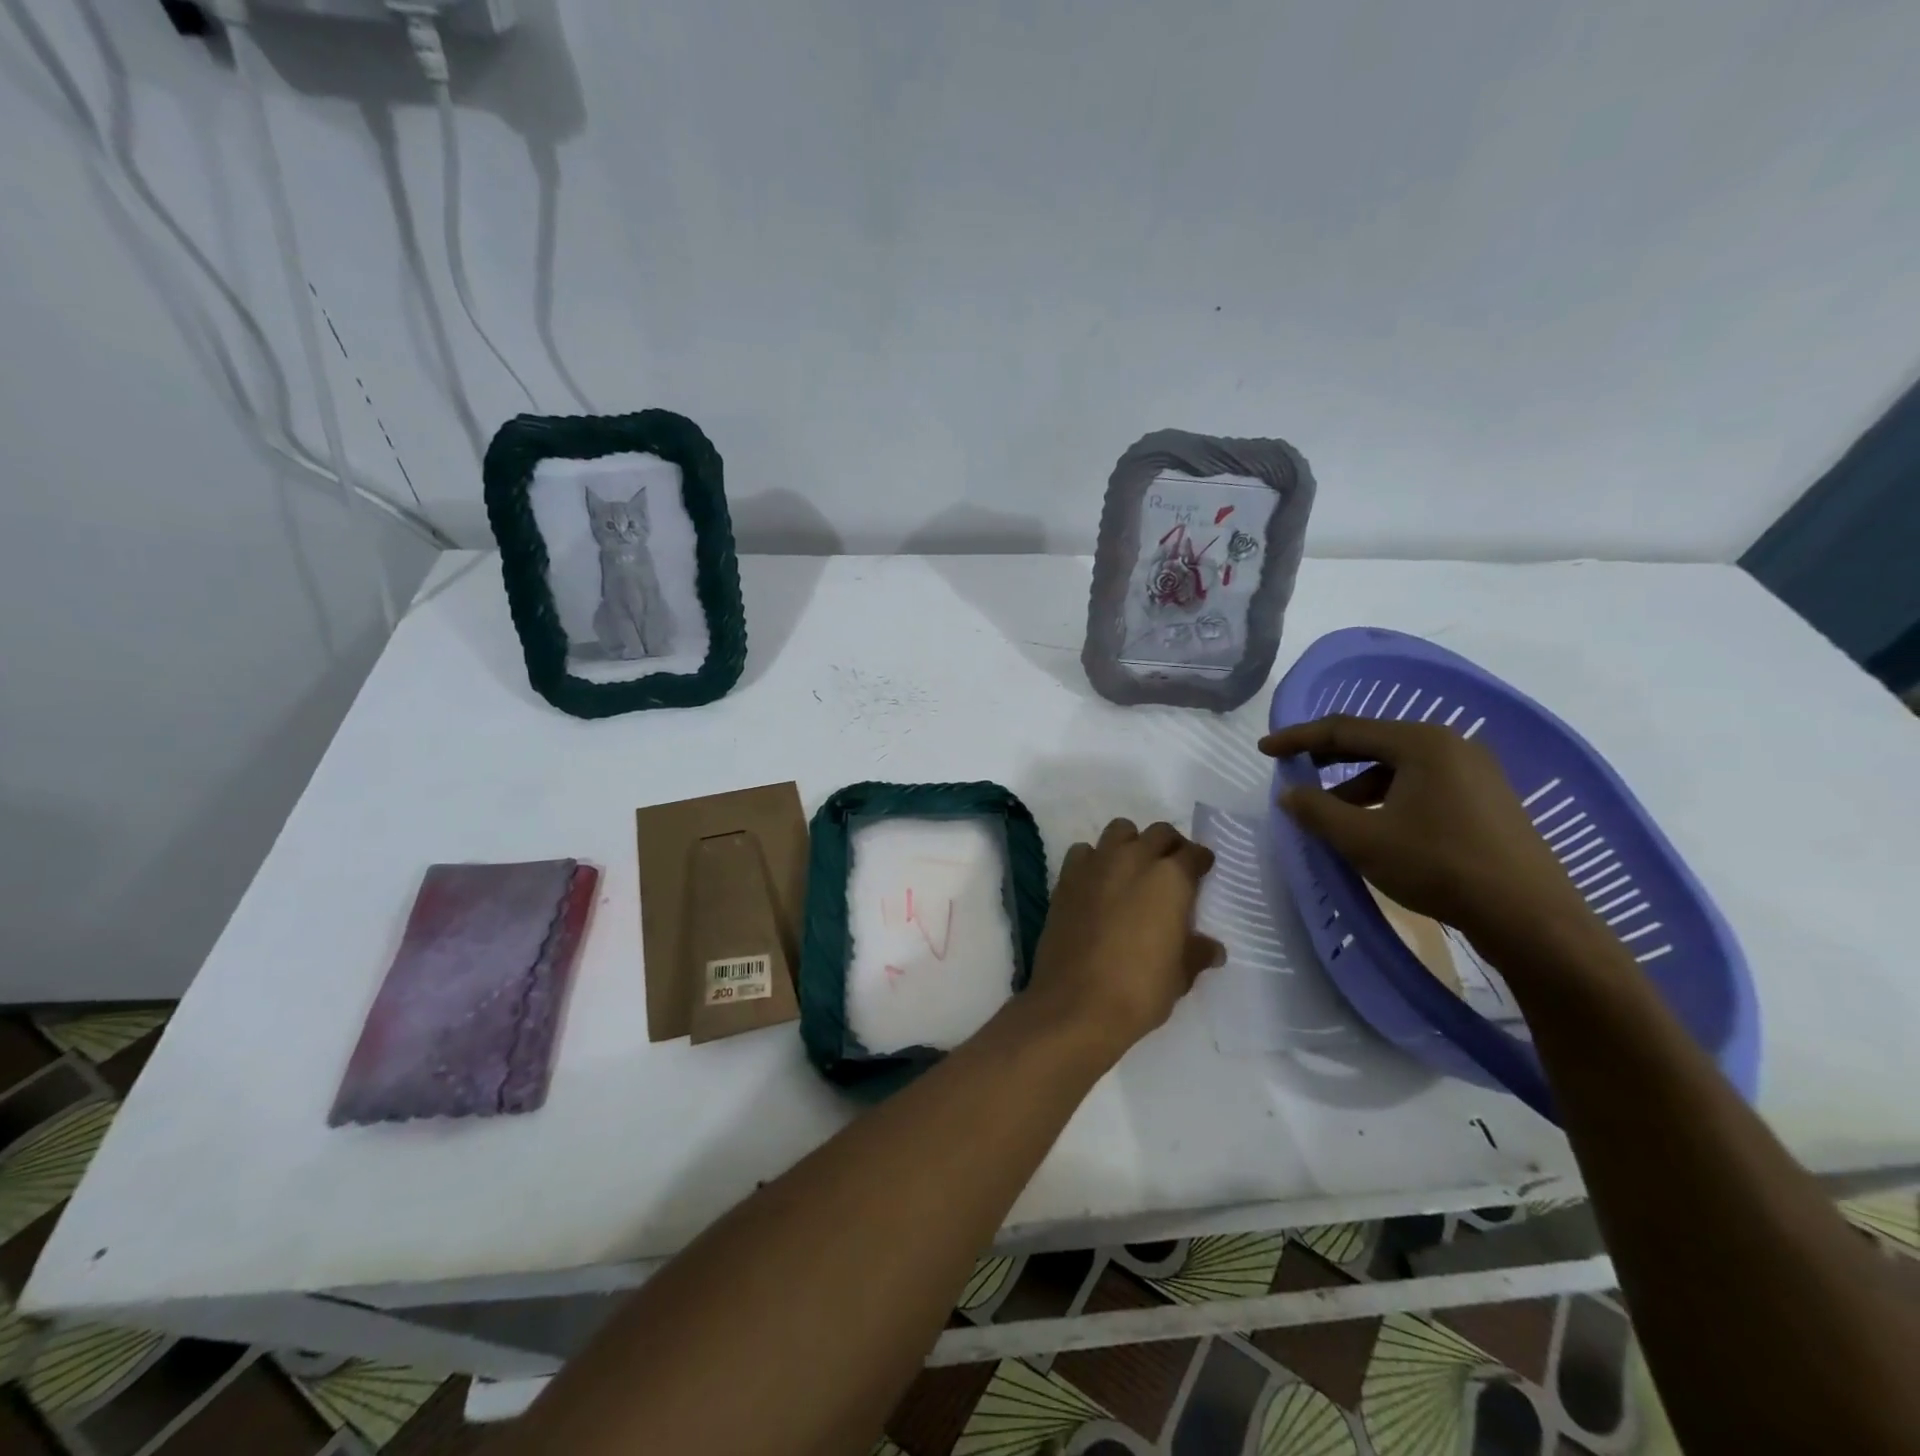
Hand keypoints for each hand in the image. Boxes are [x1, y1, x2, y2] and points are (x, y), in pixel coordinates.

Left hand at [1023, 819, 1223, 1057]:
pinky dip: (1094, 859)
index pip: (1193, 854)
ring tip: (1134, 868)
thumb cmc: (1139, 989)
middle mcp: (1133, 860)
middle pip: (1158, 833)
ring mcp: (1096, 865)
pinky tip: (1098, 882)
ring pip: (1119, 831)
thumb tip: (1212, 948)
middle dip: (1169, 845)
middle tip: (1172, 866)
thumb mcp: (1180, 975)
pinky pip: (1084, 852)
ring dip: (1131, 843)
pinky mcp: (1066, 878)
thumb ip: (1197, 953)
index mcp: (1170, 879)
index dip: (1200, 861)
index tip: (1202, 870)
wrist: (1076, 1003)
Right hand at [1260, 716, 1599, 955]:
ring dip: (1357, 784)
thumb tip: (1289, 794)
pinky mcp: (1486, 800)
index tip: (1264, 749)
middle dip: (1328, 757)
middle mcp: (1451, 745)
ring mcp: (1475, 772)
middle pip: (1373, 742)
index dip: (1298, 738)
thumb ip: (1317, 811)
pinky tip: (1376, 825)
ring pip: (1398, 766)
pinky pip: (1422, 784)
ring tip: (1332, 812)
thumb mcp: (1362, 839)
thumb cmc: (1438, 866)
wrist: (1530, 917)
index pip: (1344, 729)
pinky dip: (1388, 797)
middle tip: (1293, 770)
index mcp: (1421, 742)